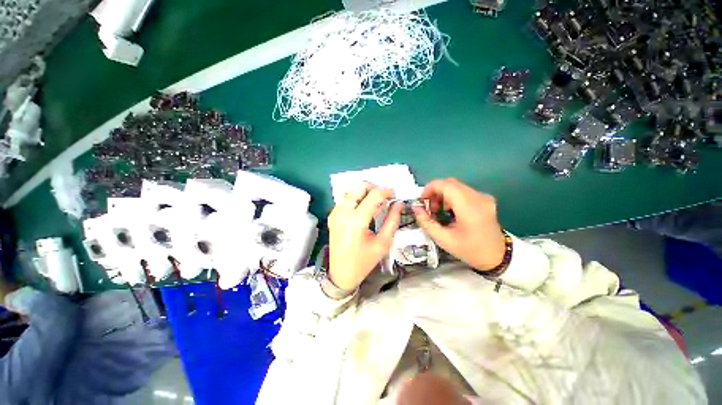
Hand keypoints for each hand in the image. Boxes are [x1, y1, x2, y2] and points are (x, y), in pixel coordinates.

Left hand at [328, 183, 401, 291]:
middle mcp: (343, 212)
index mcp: (356, 221)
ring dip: (365, 193)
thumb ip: (392, 221)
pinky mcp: (332, 215)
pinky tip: (364, 210)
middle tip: (384, 199)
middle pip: (359, 187)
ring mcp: (335, 213)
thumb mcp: (383, 243)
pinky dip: (357, 199)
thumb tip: (398, 204)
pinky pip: (346, 199)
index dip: (386, 192)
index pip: (373, 195)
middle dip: (374, 189)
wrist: (340, 274)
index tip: (393, 195)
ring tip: (375, 205)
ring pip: (352, 191)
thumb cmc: (363, 262)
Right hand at [412, 178, 505, 271]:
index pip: (445, 184)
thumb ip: (426, 222)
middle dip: (435, 192)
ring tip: (438, 210)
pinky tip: (449, 211)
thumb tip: (416, 208)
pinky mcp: (485, 199)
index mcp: (469, 207)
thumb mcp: (443, 239)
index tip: (422, 201)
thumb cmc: (470, 250)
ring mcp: (483, 197)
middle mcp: (478, 197)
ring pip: (456, 186)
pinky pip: (463, 191)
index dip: (429, 188)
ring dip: (442, 194)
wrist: (498, 257)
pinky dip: (451, 197)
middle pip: (450, 183)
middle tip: (429, 208)